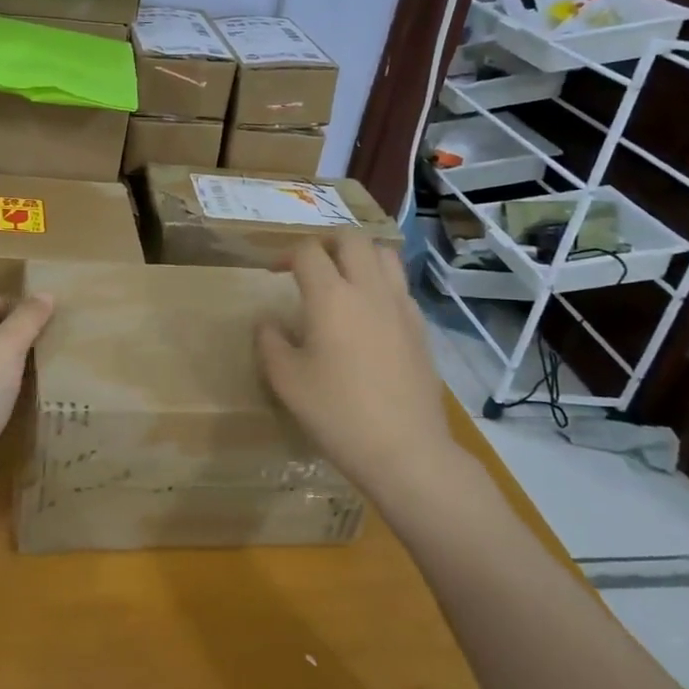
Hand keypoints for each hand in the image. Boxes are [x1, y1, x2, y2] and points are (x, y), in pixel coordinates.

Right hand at [256, 233, 463, 496]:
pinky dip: (380, 283)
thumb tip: (268, 322)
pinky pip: (400, 286)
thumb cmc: (337, 413)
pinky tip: (368, 313)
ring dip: (359, 256)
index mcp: (331, 297)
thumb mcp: (286, 380)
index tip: (274, 272)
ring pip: (384, 255)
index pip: (308, 252)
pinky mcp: (420, 327)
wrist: (405, 449)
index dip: (286, 255)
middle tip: (309, 265)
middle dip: (325, 242)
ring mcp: (401, 306)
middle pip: (351, 239)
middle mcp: (369, 290)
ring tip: (342, 279)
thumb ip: (270, 342)